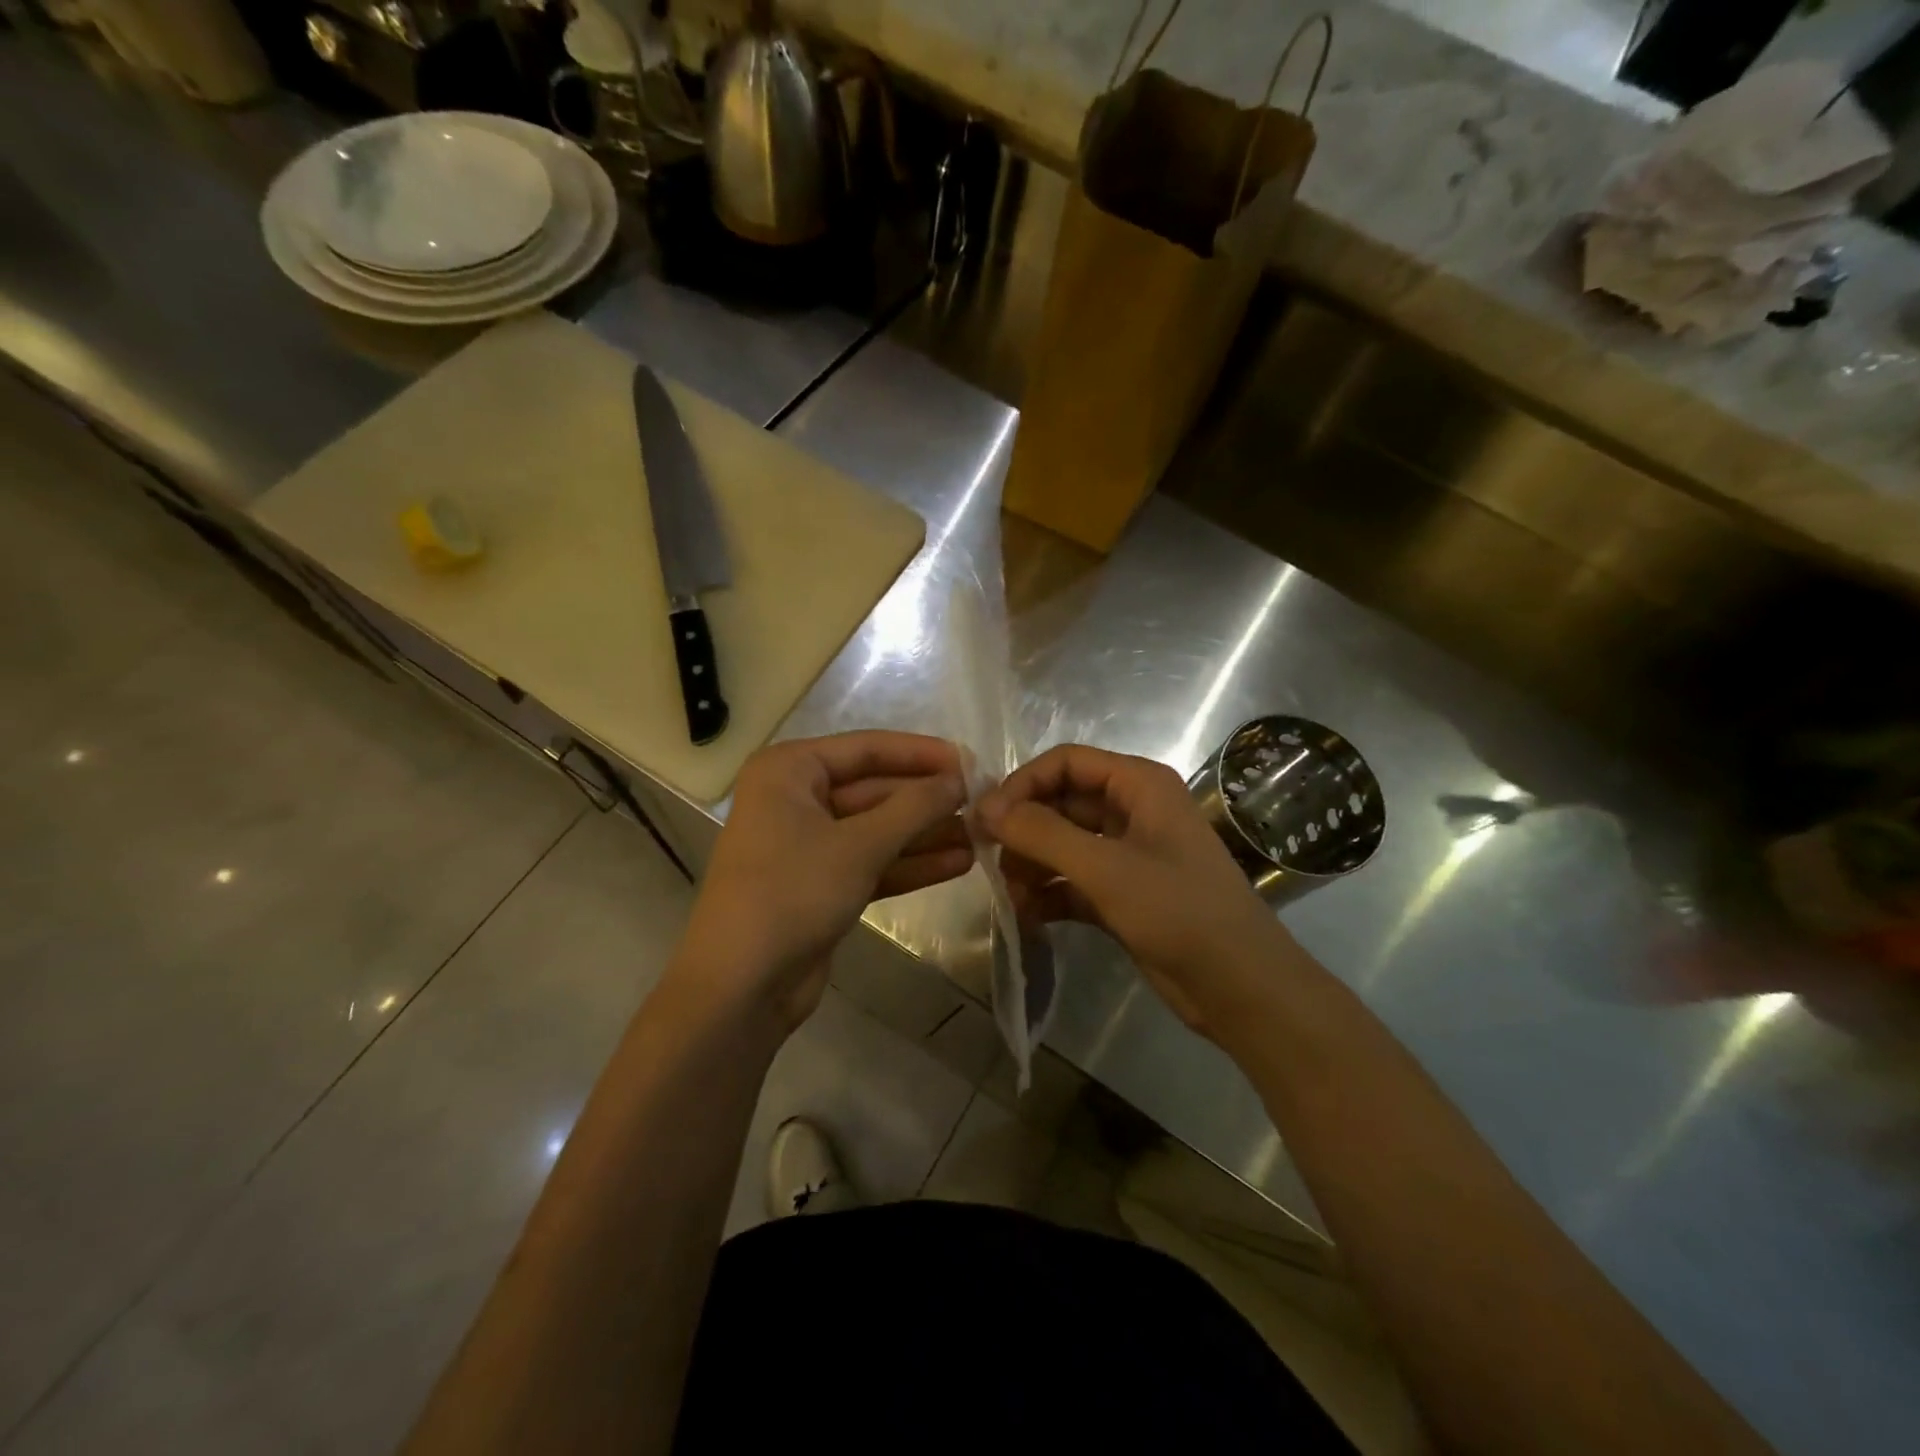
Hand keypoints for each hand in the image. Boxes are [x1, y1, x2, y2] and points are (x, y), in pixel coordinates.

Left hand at [670, 732, 972, 1031]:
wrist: (739, 987)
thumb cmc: (792, 894)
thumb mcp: (859, 845)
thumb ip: (914, 807)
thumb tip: (959, 778)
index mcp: (790, 771)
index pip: (867, 749)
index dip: (922, 754)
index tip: (972, 762)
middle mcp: (796, 799)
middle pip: (875, 790)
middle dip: (927, 801)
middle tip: (983, 805)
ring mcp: (808, 844)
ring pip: (877, 829)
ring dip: (926, 834)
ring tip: (982, 837)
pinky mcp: (821, 885)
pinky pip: (872, 862)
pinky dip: (910, 864)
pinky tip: (958, 864)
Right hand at [978, 744, 1294, 1037]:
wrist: (1242, 988)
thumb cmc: (1179, 912)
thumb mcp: (1106, 868)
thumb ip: (1042, 833)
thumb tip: (984, 807)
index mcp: (1139, 785)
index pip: (1066, 762)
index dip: (1023, 783)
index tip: (986, 818)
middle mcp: (1132, 810)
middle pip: (1061, 803)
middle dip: (1024, 830)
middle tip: (986, 859)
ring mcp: (1127, 854)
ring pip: (1063, 844)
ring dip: (1032, 866)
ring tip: (1010, 897)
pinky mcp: (1122, 893)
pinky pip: (1072, 881)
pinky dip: (1048, 894)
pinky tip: (1026, 917)